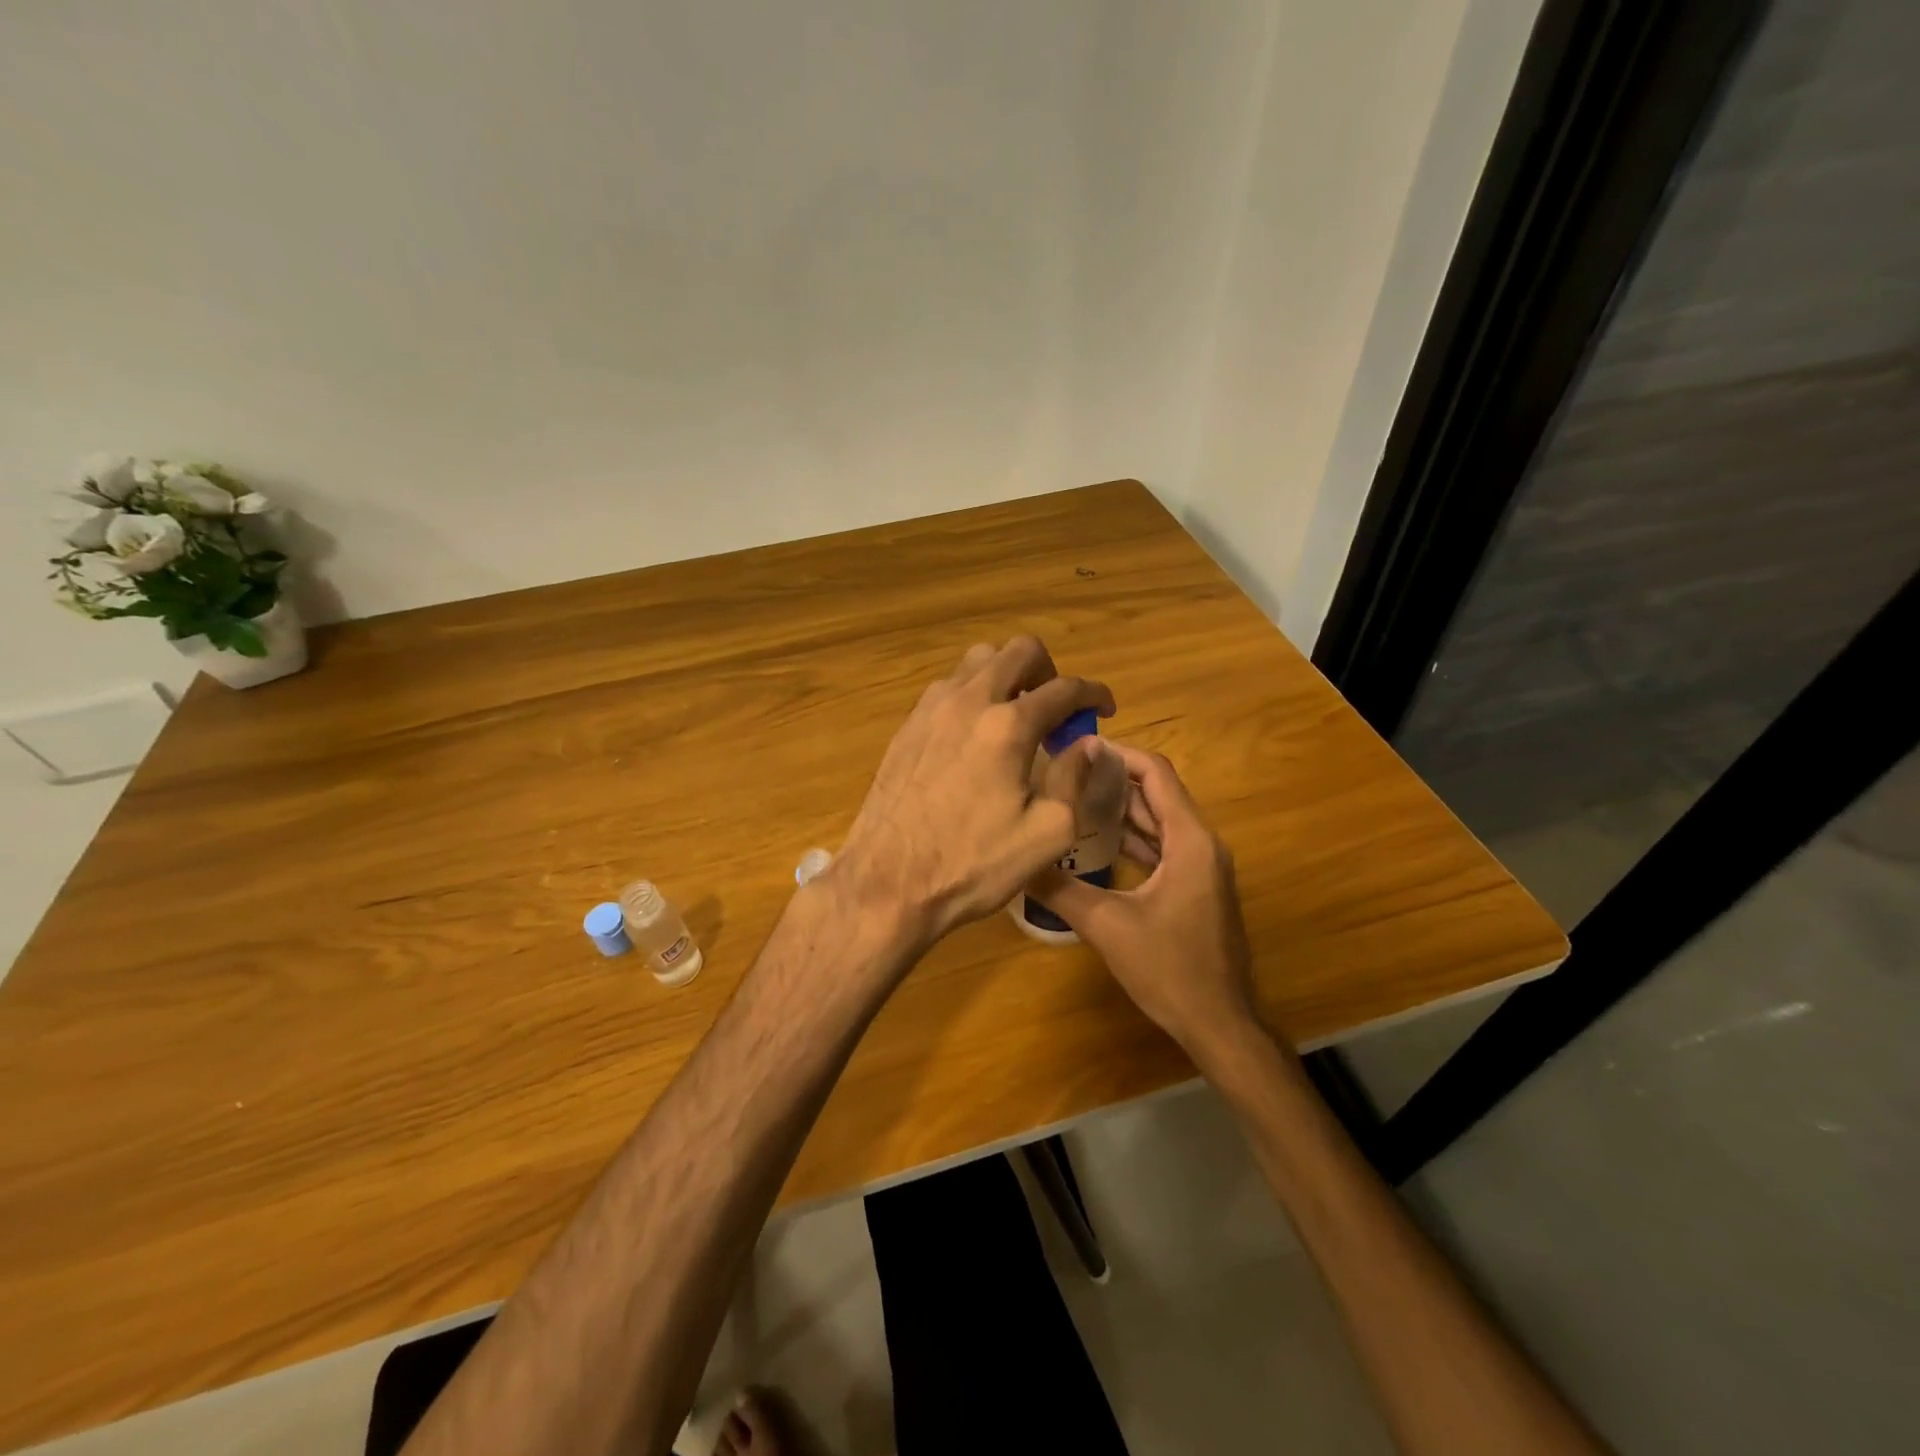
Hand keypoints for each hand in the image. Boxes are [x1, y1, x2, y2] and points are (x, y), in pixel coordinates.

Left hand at [829, 636, 1113, 948]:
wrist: (888, 881)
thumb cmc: (972, 864)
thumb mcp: (1046, 834)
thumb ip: (1074, 780)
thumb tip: (1087, 744)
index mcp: (1008, 726)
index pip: (1064, 688)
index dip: (1094, 693)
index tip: (1105, 708)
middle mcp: (968, 701)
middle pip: (1018, 650)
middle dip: (1049, 670)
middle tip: (1057, 709)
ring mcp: (931, 709)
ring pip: (978, 661)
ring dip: (1007, 676)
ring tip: (1016, 717)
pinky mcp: (907, 726)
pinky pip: (948, 687)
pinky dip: (973, 694)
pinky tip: (976, 736)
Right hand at [1028, 744, 1259, 1061]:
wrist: (1220, 1024)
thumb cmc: (1170, 969)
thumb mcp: (1107, 926)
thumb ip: (1060, 889)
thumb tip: (1017, 862)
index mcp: (1189, 840)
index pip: (1157, 774)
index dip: (1119, 754)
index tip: (1078, 748)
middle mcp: (1201, 844)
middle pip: (1158, 793)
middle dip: (1114, 779)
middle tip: (1066, 772)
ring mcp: (1202, 867)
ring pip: (1159, 822)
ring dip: (1122, 809)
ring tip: (1074, 799)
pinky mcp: (1196, 888)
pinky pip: (1163, 847)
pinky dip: (1133, 839)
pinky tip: (1096, 844)